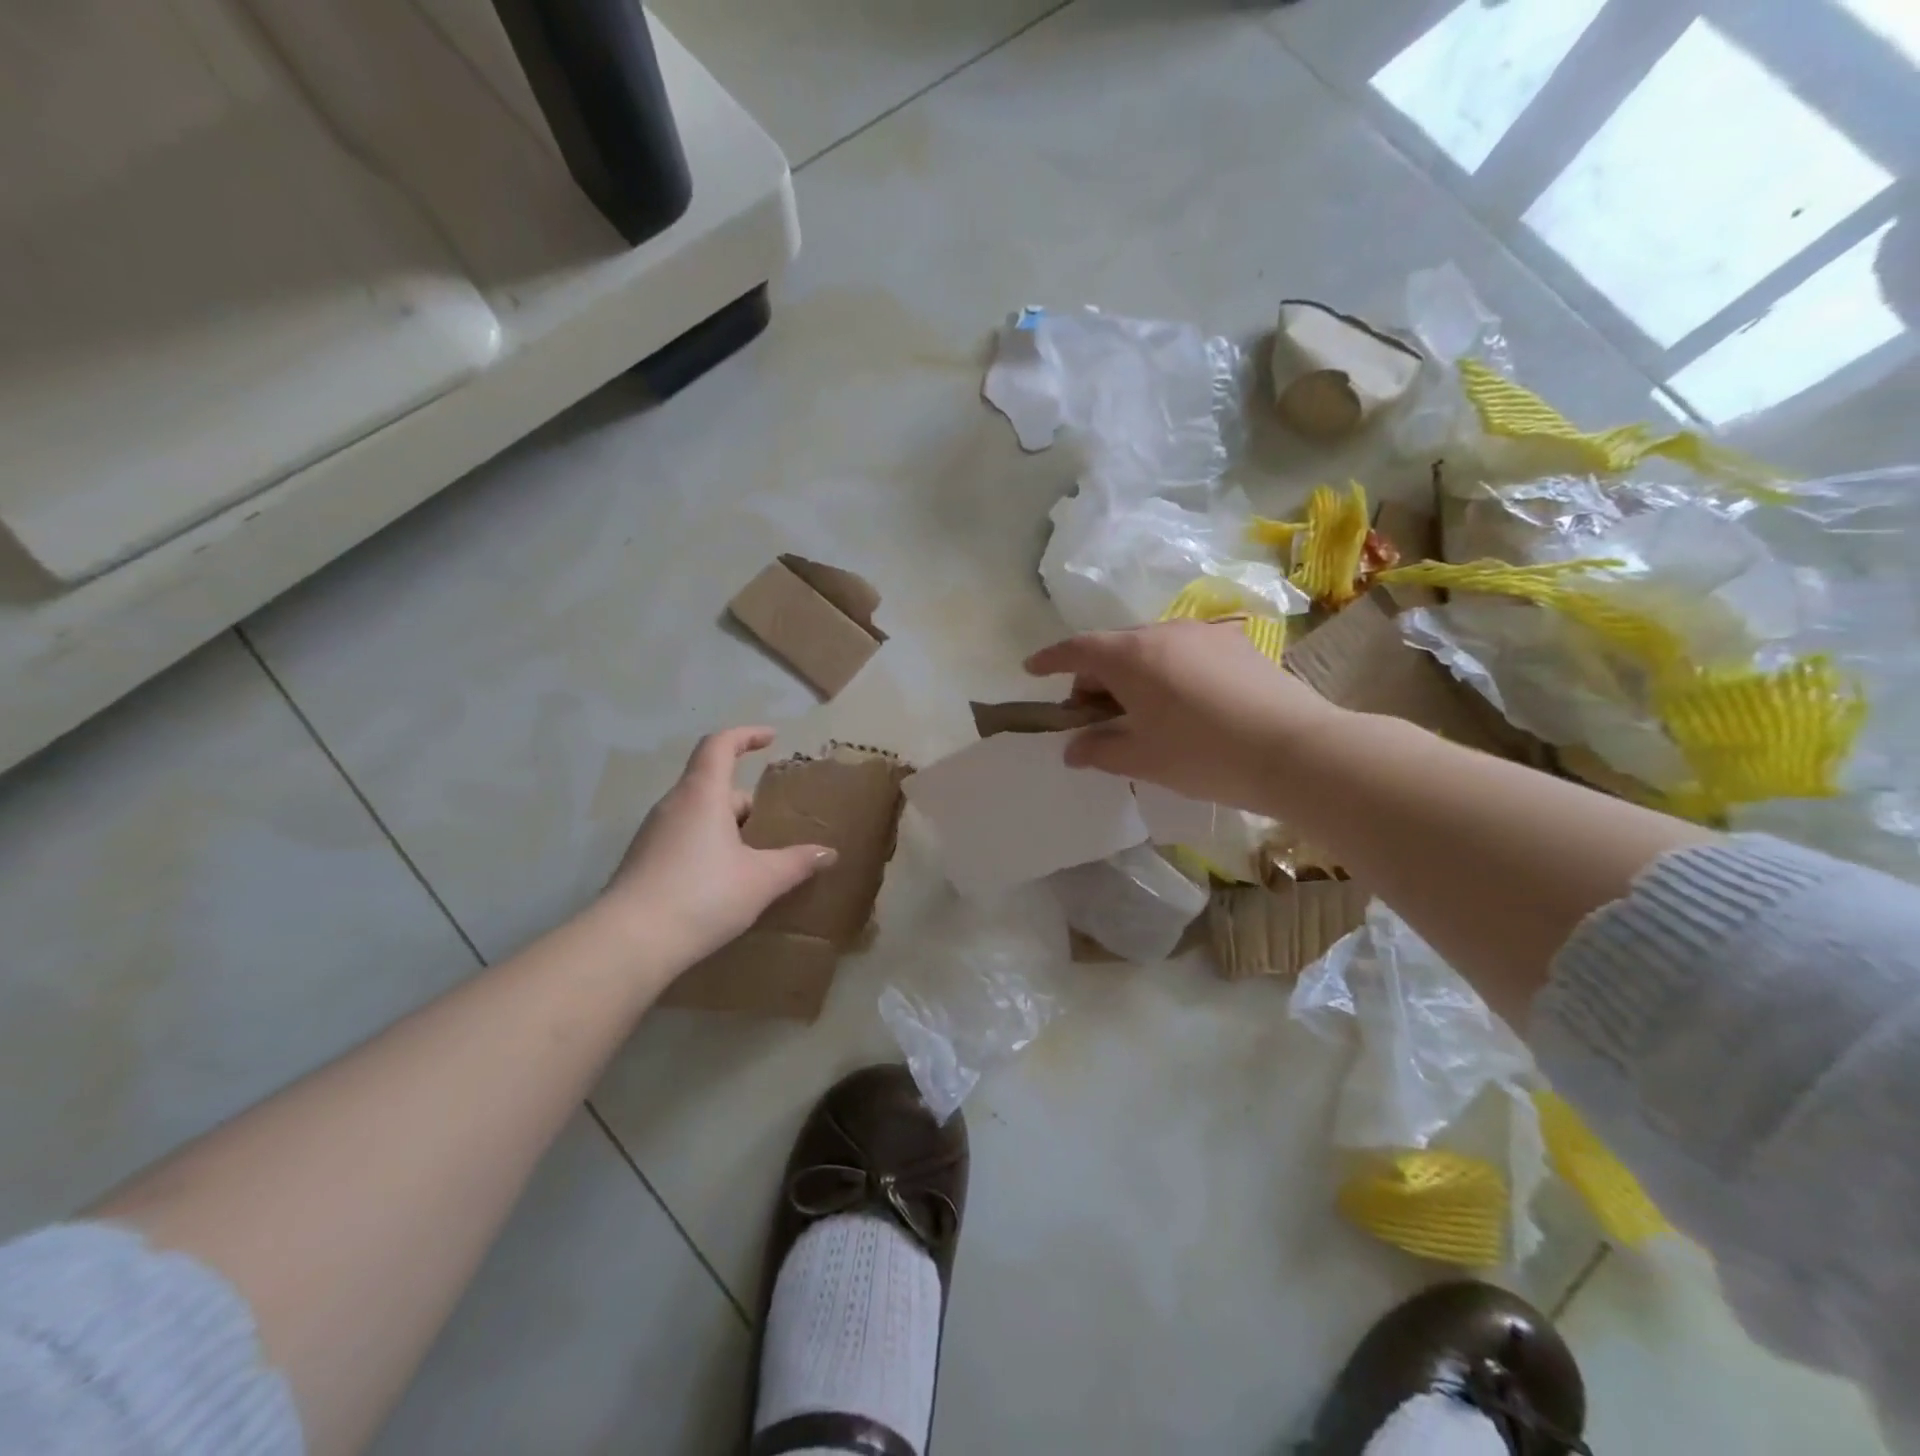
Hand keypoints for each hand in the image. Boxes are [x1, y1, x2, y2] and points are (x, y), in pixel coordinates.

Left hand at [600, 728, 836, 966]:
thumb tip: (828, 853)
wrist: (629, 943)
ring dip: (728, 827)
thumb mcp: (761, 880)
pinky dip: (708, 847)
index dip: (746, 735)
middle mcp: (673, 805)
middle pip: (713, 785)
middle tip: (774, 827)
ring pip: (699, 815)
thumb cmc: (702, 895)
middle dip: (747, 802)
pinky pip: (684, 839)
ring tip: (755, 858)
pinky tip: (724, 883)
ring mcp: (653, 834)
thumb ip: (797, 863)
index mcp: (702, 795)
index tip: (771, 738)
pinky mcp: (643, 862)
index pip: (720, 745)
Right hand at [1025, 619, 1341, 810]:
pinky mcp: (1238, 644)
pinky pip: (1186, 652)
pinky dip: (1168, 672)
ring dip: (1133, 675)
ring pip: (1151, 649)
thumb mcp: (1141, 759)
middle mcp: (1164, 632)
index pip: (1077, 650)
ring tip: (1141, 713)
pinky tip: (1184, 705)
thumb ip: (1098, 750)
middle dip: (1095, 678)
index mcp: (1132, 656)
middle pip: (1114, 649)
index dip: (1049, 659)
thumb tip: (1073, 749)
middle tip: (1095, 717)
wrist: (1296, 750)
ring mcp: (1205, 634)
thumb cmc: (1203, 755)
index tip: (1031, 670)